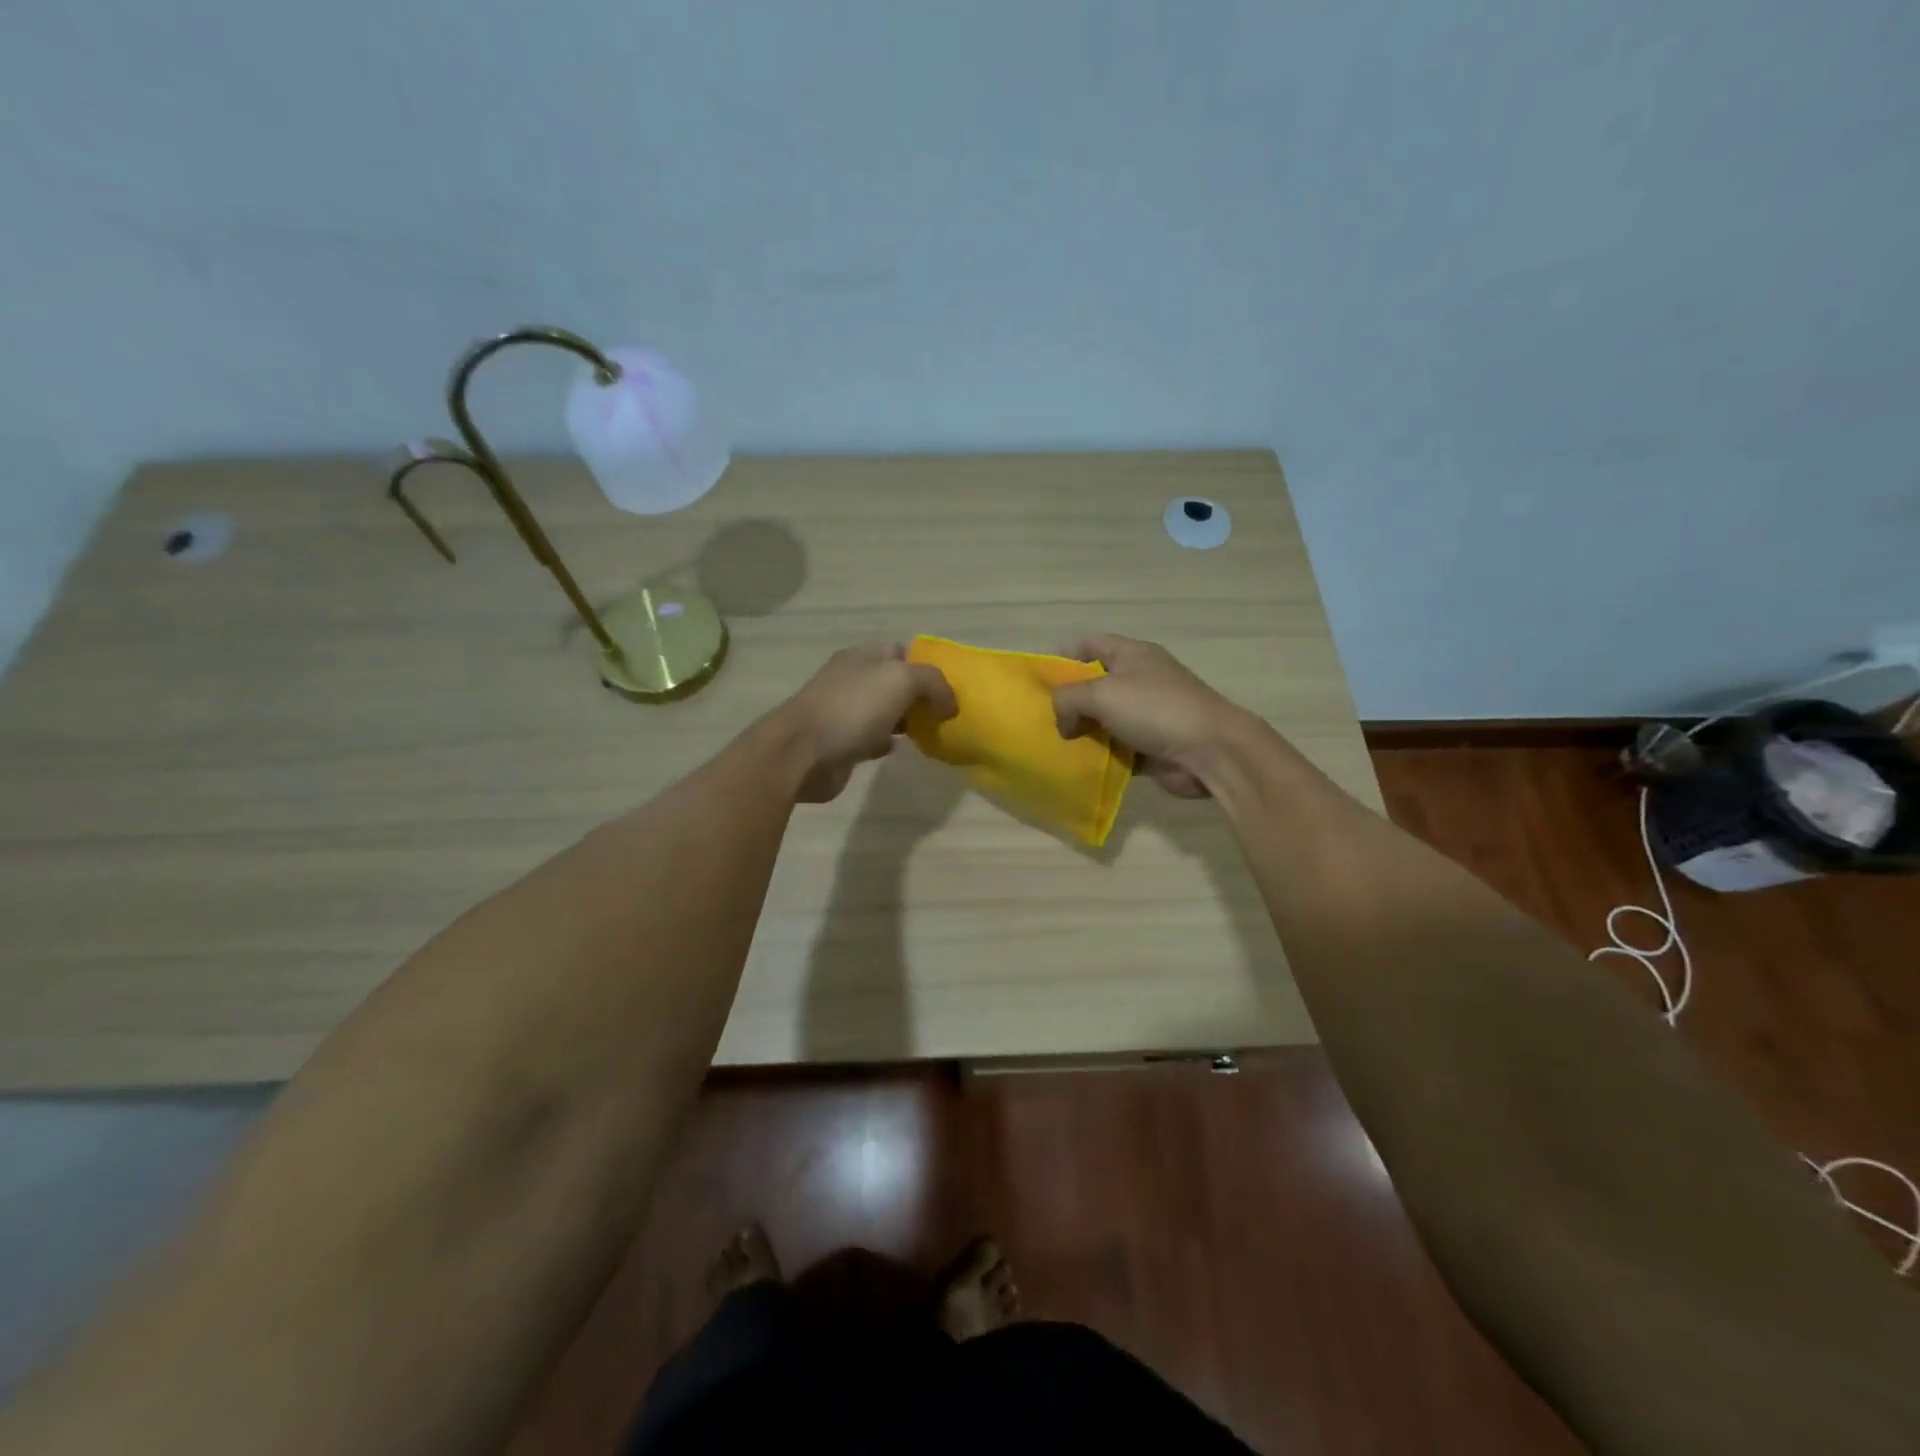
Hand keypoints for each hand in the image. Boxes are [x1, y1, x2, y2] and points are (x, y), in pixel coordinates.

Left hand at [777, 642, 956, 802]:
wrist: (804, 753)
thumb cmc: (853, 708)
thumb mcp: (902, 680)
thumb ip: (933, 682)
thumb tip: (949, 703)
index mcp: (863, 656)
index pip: (902, 651)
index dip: (927, 665)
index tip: (950, 688)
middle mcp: (853, 679)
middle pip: (895, 682)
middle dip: (920, 696)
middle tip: (946, 713)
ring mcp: (845, 711)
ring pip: (886, 711)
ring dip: (907, 720)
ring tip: (933, 731)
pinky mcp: (842, 742)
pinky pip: (873, 738)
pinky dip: (889, 742)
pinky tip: (902, 748)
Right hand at [1052, 635, 1252, 797]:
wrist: (1211, 751)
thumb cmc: (1155, 710)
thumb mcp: (1101, 693)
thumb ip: (1068, 699)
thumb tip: (1063, 721)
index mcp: (1132, 654)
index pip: (1090, 644)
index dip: (1063, 658)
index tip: (1039, 682)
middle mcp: (1140, 680)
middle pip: (1095, 684)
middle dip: (1069, 701)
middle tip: (1042, 719)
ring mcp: (1148, 714)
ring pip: (1104, 719)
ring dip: (1083, 732)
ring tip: (1054, 745)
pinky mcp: (1152, 745)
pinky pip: (1117, 748)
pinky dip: (1100, 756)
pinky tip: (1078, 766)